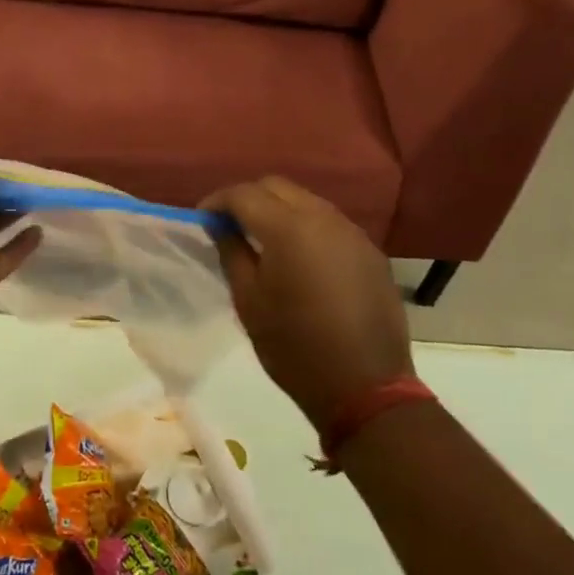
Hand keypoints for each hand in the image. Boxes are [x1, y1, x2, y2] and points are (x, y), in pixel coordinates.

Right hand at [202, 177, 413, 431]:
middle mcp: (323, 217)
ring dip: (279, 209)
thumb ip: (232, 252)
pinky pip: (330, 222)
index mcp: (288, 228)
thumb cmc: (295, 347)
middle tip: (231, 225)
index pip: (244, 194)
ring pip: (306, 200)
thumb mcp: (249, 301)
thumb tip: (219, 224)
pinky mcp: (370, 251)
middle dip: (249, 198)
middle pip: (276, 187)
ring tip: (263, 239)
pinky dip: (307, 226)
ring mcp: (352, 232)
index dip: (218, 201)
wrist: (366, 388)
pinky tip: (300, 256)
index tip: (203, 219)